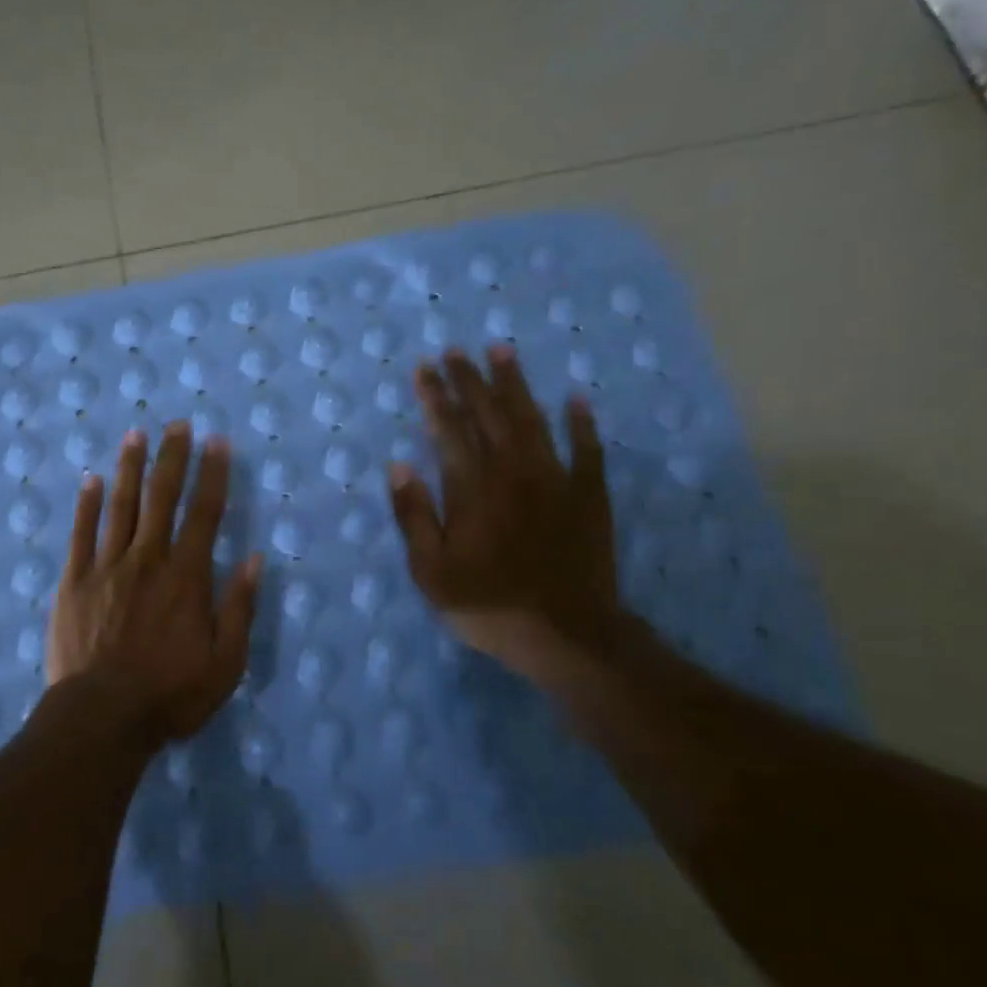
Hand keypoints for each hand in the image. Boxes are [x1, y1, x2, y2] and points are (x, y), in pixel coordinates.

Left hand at [47, 422, 262, 744]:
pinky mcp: (74, 581)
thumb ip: (239, 608)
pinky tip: (90, 479)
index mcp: (186, 577)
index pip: (205, 513)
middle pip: (161, 498)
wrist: (101, 717)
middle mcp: (147, 559)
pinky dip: (87, 504)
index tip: (217, 441)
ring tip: (136, 435)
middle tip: (176, 424)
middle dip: (172, 458)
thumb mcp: (225, 663)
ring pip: (120, 506)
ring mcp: (106, 567)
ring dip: (129, 468)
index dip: (213, 474)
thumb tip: (256, 559)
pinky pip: (81, 533)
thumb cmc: (169, 695)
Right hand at [388, 346, 621, 685]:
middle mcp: (512, 473)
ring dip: (515, 385)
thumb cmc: (489, 605)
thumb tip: (398, 467)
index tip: (424, 368)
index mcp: (472, 489)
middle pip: (488, 415)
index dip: (434, 397)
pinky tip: (576, 400)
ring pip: (533, 420)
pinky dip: (581, 423)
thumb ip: (414, 516)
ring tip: (501, 352)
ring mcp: (555, 481)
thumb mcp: (431, 571)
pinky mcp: (588, 497)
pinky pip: (587, 450)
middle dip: (468, 380)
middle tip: (455, 350)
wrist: (567, 636)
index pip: (448, 430)